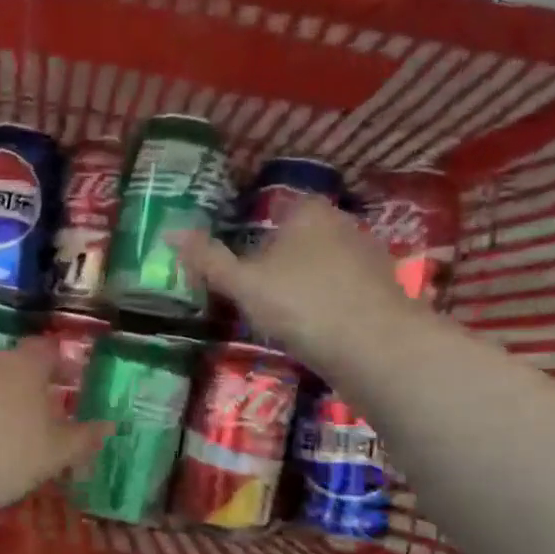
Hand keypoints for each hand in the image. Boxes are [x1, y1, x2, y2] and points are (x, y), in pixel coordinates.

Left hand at [0, 340, 108, 553]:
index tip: (69, 383)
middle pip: (15, 366)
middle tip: (42, 415)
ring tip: (8, 435)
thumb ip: (83, 438)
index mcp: (25, 365)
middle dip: (29, 387)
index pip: (47, 350)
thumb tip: (109, 426)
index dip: (60, 364)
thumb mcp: (55, 453)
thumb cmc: (5, 453)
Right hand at [173, 196, 413, 372]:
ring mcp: (369, 257)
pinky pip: (344, 290)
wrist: (374, 346)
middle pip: (303, 235)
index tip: (239, 257)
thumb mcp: (244, 284)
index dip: (255, 228)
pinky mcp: (384, 291)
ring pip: (325, 263)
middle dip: (280, 257)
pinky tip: (314, 327)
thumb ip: (209, 260)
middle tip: (253, 288)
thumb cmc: (301, 303)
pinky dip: (328, 303)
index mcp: (309, 211)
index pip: (277, 207)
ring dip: (306, 281)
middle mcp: (343, 224)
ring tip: (281, 312)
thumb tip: (170, 233)